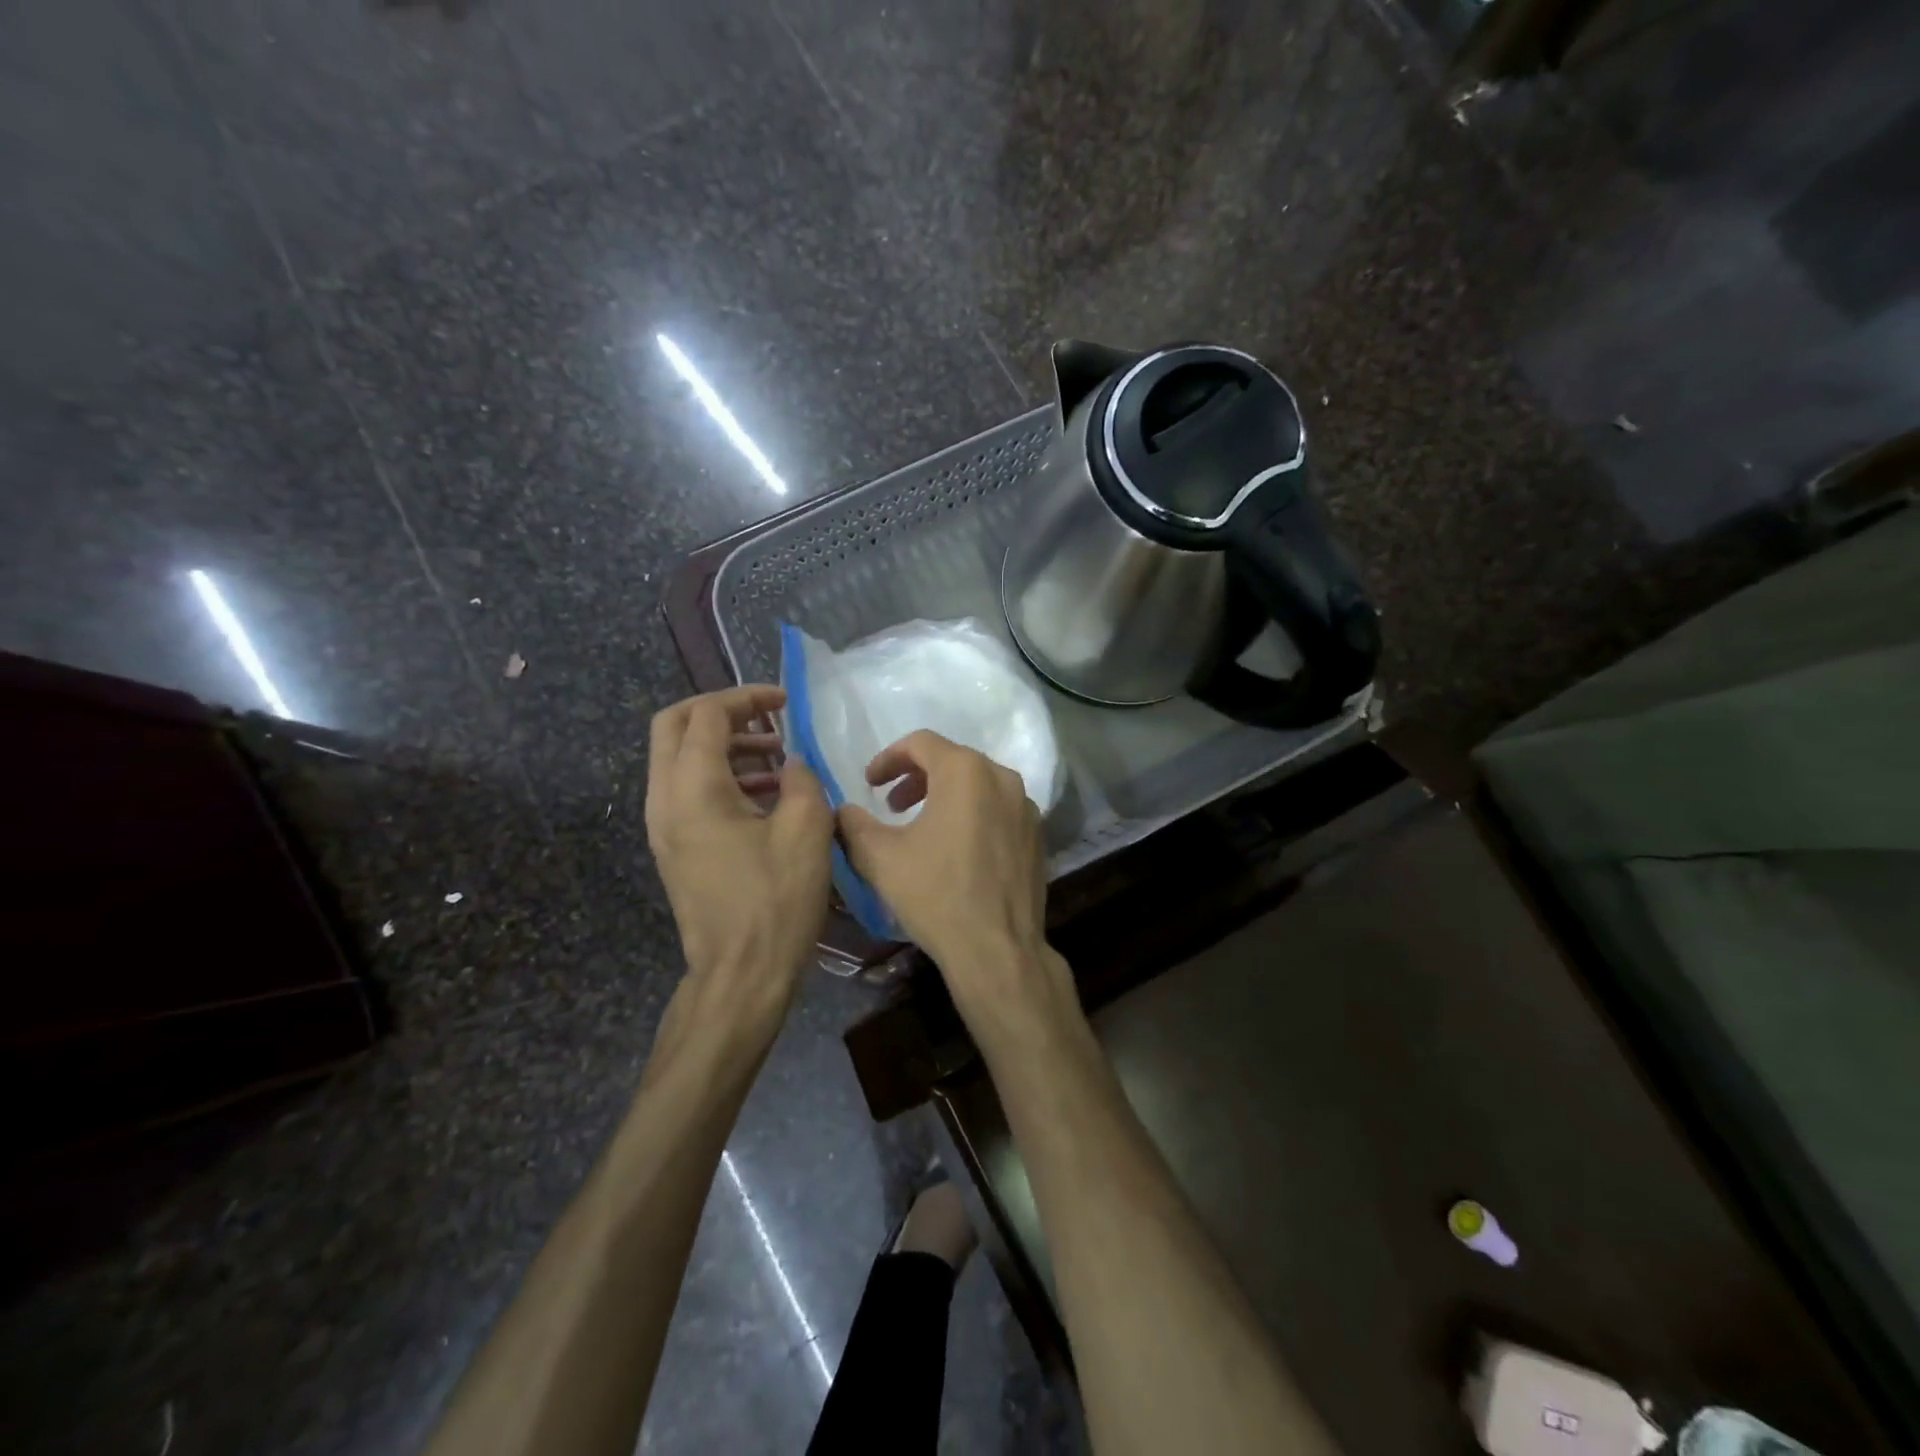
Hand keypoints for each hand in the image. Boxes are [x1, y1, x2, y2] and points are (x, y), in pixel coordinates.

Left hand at [645, 686, 833, 1026]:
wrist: (740, 974)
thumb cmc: (776, 899)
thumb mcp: (806, 829)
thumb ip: (801, 778)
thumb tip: (791, 763)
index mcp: (693, 788)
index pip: (707, 714)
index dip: (747, 698)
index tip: (785, 702)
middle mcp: (664, 799)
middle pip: (673, 726)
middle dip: (720, 711)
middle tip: (765, 717)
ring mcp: (663, 826)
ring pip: (678, 759)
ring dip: (722, 745)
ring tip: (775, 758)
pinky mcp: (673, 848)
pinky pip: (686, 790)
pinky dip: (719, 775)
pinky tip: (765, 795)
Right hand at [837, 732, 1073, 1035]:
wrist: (997, 949)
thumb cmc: (936, 894)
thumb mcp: (880, 857)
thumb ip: (853, 824)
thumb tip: (842, 811)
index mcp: (965, 771)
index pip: (921, 743)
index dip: (888, 758)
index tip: (870, 784)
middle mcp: (1002, 778)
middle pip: (952, 760)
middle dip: (916, 778)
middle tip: (892, 805)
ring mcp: (1026, 807)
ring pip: (978, 785)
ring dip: (944, 796)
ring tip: (920, 826)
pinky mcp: (1037, 835)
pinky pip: (998, 809)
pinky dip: (972, 814)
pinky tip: (956, 849)